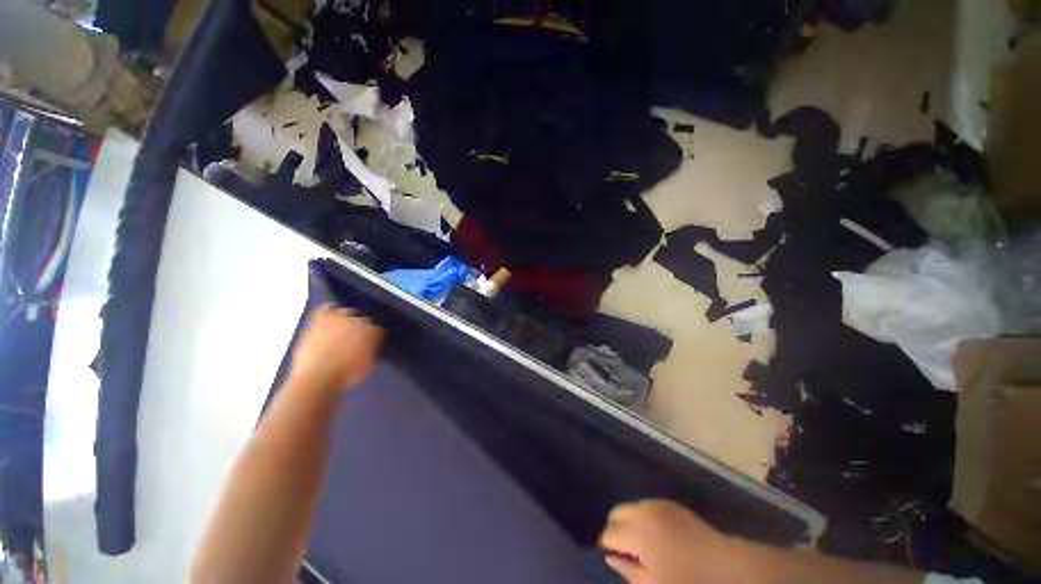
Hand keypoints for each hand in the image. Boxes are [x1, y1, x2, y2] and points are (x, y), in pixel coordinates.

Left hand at [289, 304, 384, 393]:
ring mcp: (339, 319)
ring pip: (347, 311)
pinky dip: (329, 309)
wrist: (317, 377)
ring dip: (347, 318)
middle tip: (356, 338)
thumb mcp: (368, 365)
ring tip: (343, 328)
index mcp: (373, 332)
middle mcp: (359, 321)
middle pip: (364, 319)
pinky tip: (330, 313)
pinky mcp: (321, 320)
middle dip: (362, 327)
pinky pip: (326, 308)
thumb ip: (372, 350)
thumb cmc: (346, 375)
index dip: (374, 338)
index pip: (378, 330)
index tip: (370, 345)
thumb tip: (372, 345)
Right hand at [599, 500, 748, 583]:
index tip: (611, 559)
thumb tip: (610, 559)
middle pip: (616, 513)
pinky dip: (642, 517)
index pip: (609, 533)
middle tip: (624, 552)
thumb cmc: (688, 583)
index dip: (606, 547)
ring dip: (628, 522)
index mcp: (638, 532)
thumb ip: (628, 571)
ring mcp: (658, 504)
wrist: (727, 567)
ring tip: (639, 545)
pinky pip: (645, 506)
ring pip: (630, 507)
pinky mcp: (670, 504)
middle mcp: (644, 511)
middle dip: (615, 530)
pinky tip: (654, 536)